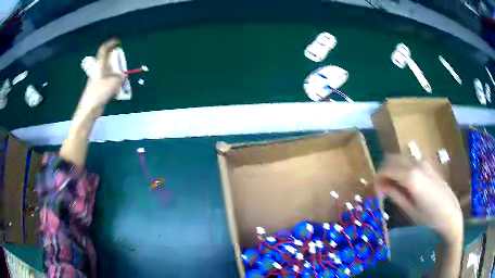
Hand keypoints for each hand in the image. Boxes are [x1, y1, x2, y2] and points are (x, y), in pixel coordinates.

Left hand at [77, 39, 125, 116]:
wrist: (89, 110)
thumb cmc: (98, 94)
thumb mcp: (113, 84)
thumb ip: (120, 78)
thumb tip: (122, 76)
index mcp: (100, 66)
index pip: (103, 50)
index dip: (110, 44)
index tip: (118, 41)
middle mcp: (98, 71)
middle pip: (107, 61)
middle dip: (115, 60)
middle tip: (123, 62)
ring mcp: (98, 80)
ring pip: (108, 72)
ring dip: (116, 73)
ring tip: (123, 78)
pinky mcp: (99, 88)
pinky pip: (108, 81)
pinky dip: (114, 82)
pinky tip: (118, 89)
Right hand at [374, 155, 462, 244]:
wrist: (450, 213)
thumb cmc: (429, 217)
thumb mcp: (409, 209)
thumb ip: (394, 194)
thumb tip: (380, 186)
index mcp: (411, 177)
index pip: (386, 169)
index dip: (377, 178)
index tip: (376, 191)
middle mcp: (416, 164)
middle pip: (392, 159)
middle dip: (384, 171)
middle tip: (382, 188)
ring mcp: (423, 162)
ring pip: (401, 158)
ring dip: (393, 168)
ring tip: (393, 186)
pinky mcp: (428, 164)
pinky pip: (410, 161)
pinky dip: (402, 168)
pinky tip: (405, 183)